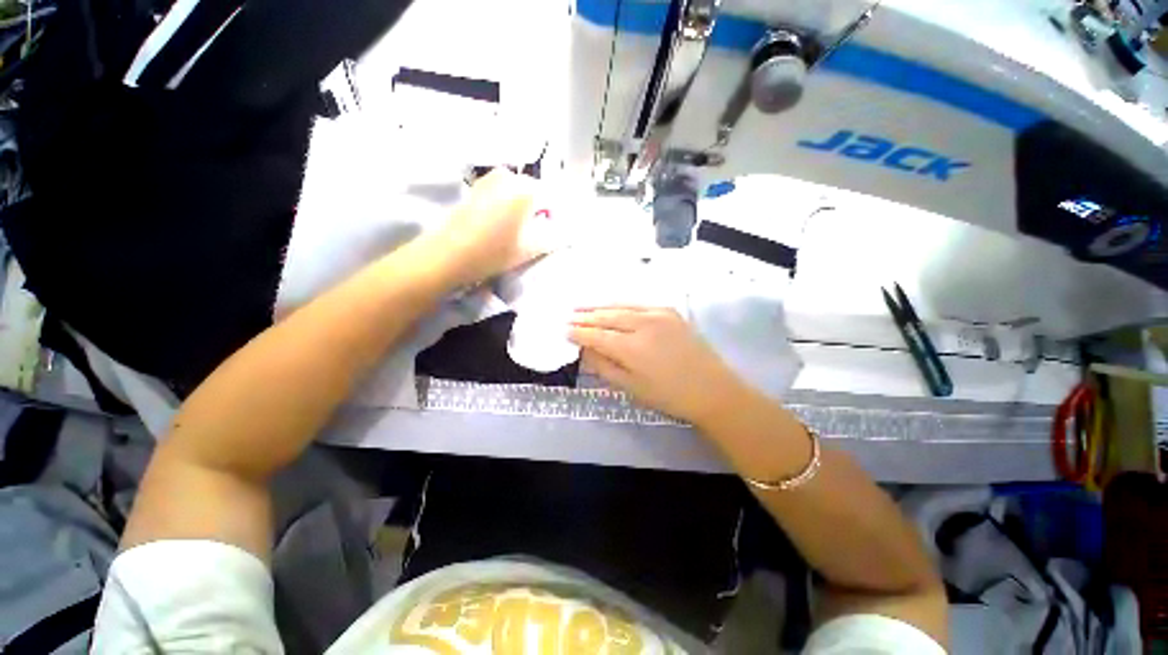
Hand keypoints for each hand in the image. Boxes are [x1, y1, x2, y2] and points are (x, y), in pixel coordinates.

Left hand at [423, 170, 549, 286]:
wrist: (449, 254)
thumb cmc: (495, 252)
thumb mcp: (531, 249)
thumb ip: (553, 237)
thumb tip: (563, 231)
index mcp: (526, 189)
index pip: (553, 196)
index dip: (556, 214)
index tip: (553, 230)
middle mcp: (508, 177)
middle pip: (534, 191)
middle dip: (539, 208)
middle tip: (536, 231)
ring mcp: (488, 179)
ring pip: (517, 191)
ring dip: (522, 207)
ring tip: (517, 230)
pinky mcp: (475, 188)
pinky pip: (501, 193)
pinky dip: (506, 205)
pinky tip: (500, 225)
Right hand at [569, 306, 749, 424]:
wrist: (712, 388)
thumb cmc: (669, 395)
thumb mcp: (631, 387)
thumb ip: (604, 367)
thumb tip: (584, 350)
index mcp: (632, 348)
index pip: (597, 336)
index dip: (578, 333)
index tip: (564, 331)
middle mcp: (643, 325)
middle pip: (607, 317)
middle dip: (585, 317)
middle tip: (568, 315)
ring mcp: (658, 314)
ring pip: (621, 306)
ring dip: (600, 307)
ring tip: (582, 306)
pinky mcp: (669, 311)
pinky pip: (638, 304)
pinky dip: (621, 304)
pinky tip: (611, 306)